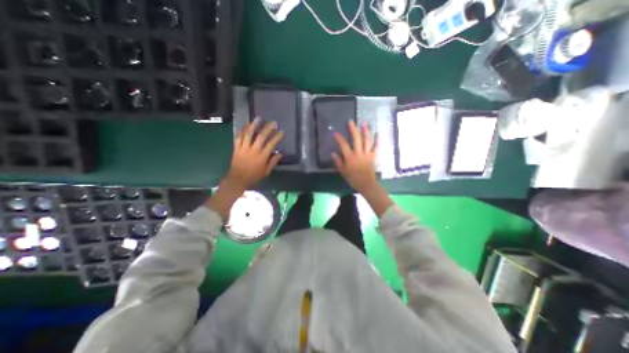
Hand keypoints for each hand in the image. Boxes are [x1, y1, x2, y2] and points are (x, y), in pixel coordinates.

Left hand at [227, 119, 283, 189]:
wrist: (238, 179)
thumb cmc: (254, 176)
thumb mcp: (266, 172)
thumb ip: (273, 162)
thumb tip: (280, 154)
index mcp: (262, 157)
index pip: (271, 144)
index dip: (277, 137)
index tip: (282, 131)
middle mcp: (253, 150)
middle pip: (261, 137)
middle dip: (268, 128)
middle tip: (273, 122)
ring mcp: (244, 148)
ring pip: (249, 134)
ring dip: (254, 125)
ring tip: (259, 118)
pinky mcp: (236, 148)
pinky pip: (238, 137)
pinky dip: (242, 130)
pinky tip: (246, 124)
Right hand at [334, 120, 376, 191]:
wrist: (366, 184)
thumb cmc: (353, 179)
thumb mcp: (343, 172)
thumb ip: (338, 162)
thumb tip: (333, 153)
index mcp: (350, 157)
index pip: (343, 145)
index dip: (339, 138)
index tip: (336, 133)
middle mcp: (359, 153)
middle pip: (356, 139)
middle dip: (353, 129)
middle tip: (351, 122)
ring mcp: (367, 154)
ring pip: (367, 140)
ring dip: (365, 131)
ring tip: (364, 123)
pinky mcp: (373, 156)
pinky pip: (376, 147)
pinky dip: (377, 140)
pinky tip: (378, 132)